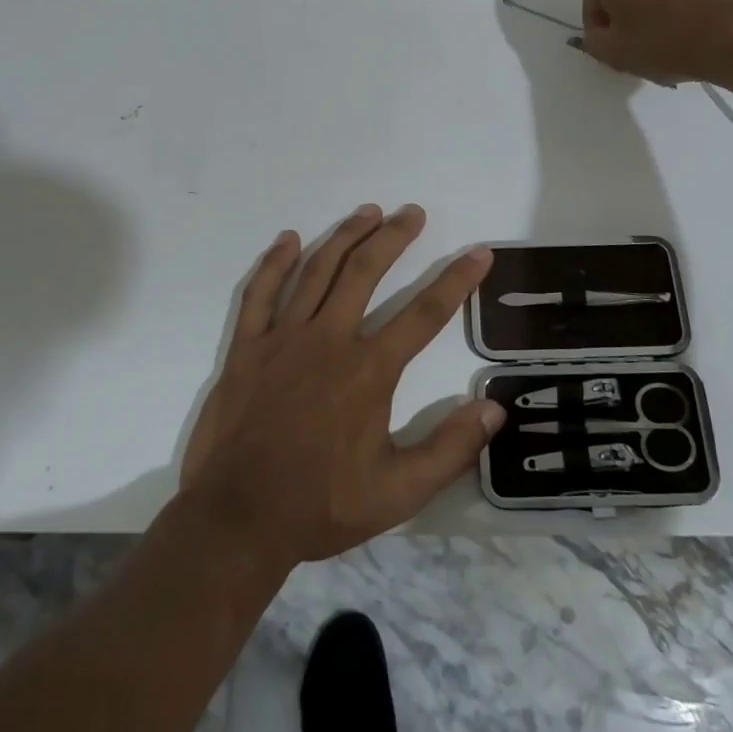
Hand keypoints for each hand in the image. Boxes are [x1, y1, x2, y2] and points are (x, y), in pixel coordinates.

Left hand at [178, 204, 502, 568]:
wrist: (237, 520)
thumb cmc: (320, 506)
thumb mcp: (398, 493)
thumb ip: (450, 450)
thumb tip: (495, 409)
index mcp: (369, 370)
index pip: (425, 313)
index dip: (457, 280)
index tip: (479, 252)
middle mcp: (329, 339)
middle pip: (366, 271)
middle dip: (394, 236)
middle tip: (412, 212)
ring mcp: (283, 338)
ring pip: (318, 270)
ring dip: (345, 236)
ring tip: (368, 211)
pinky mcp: (247, 346)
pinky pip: (260, 292)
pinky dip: (275, 262)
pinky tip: (289, 239)